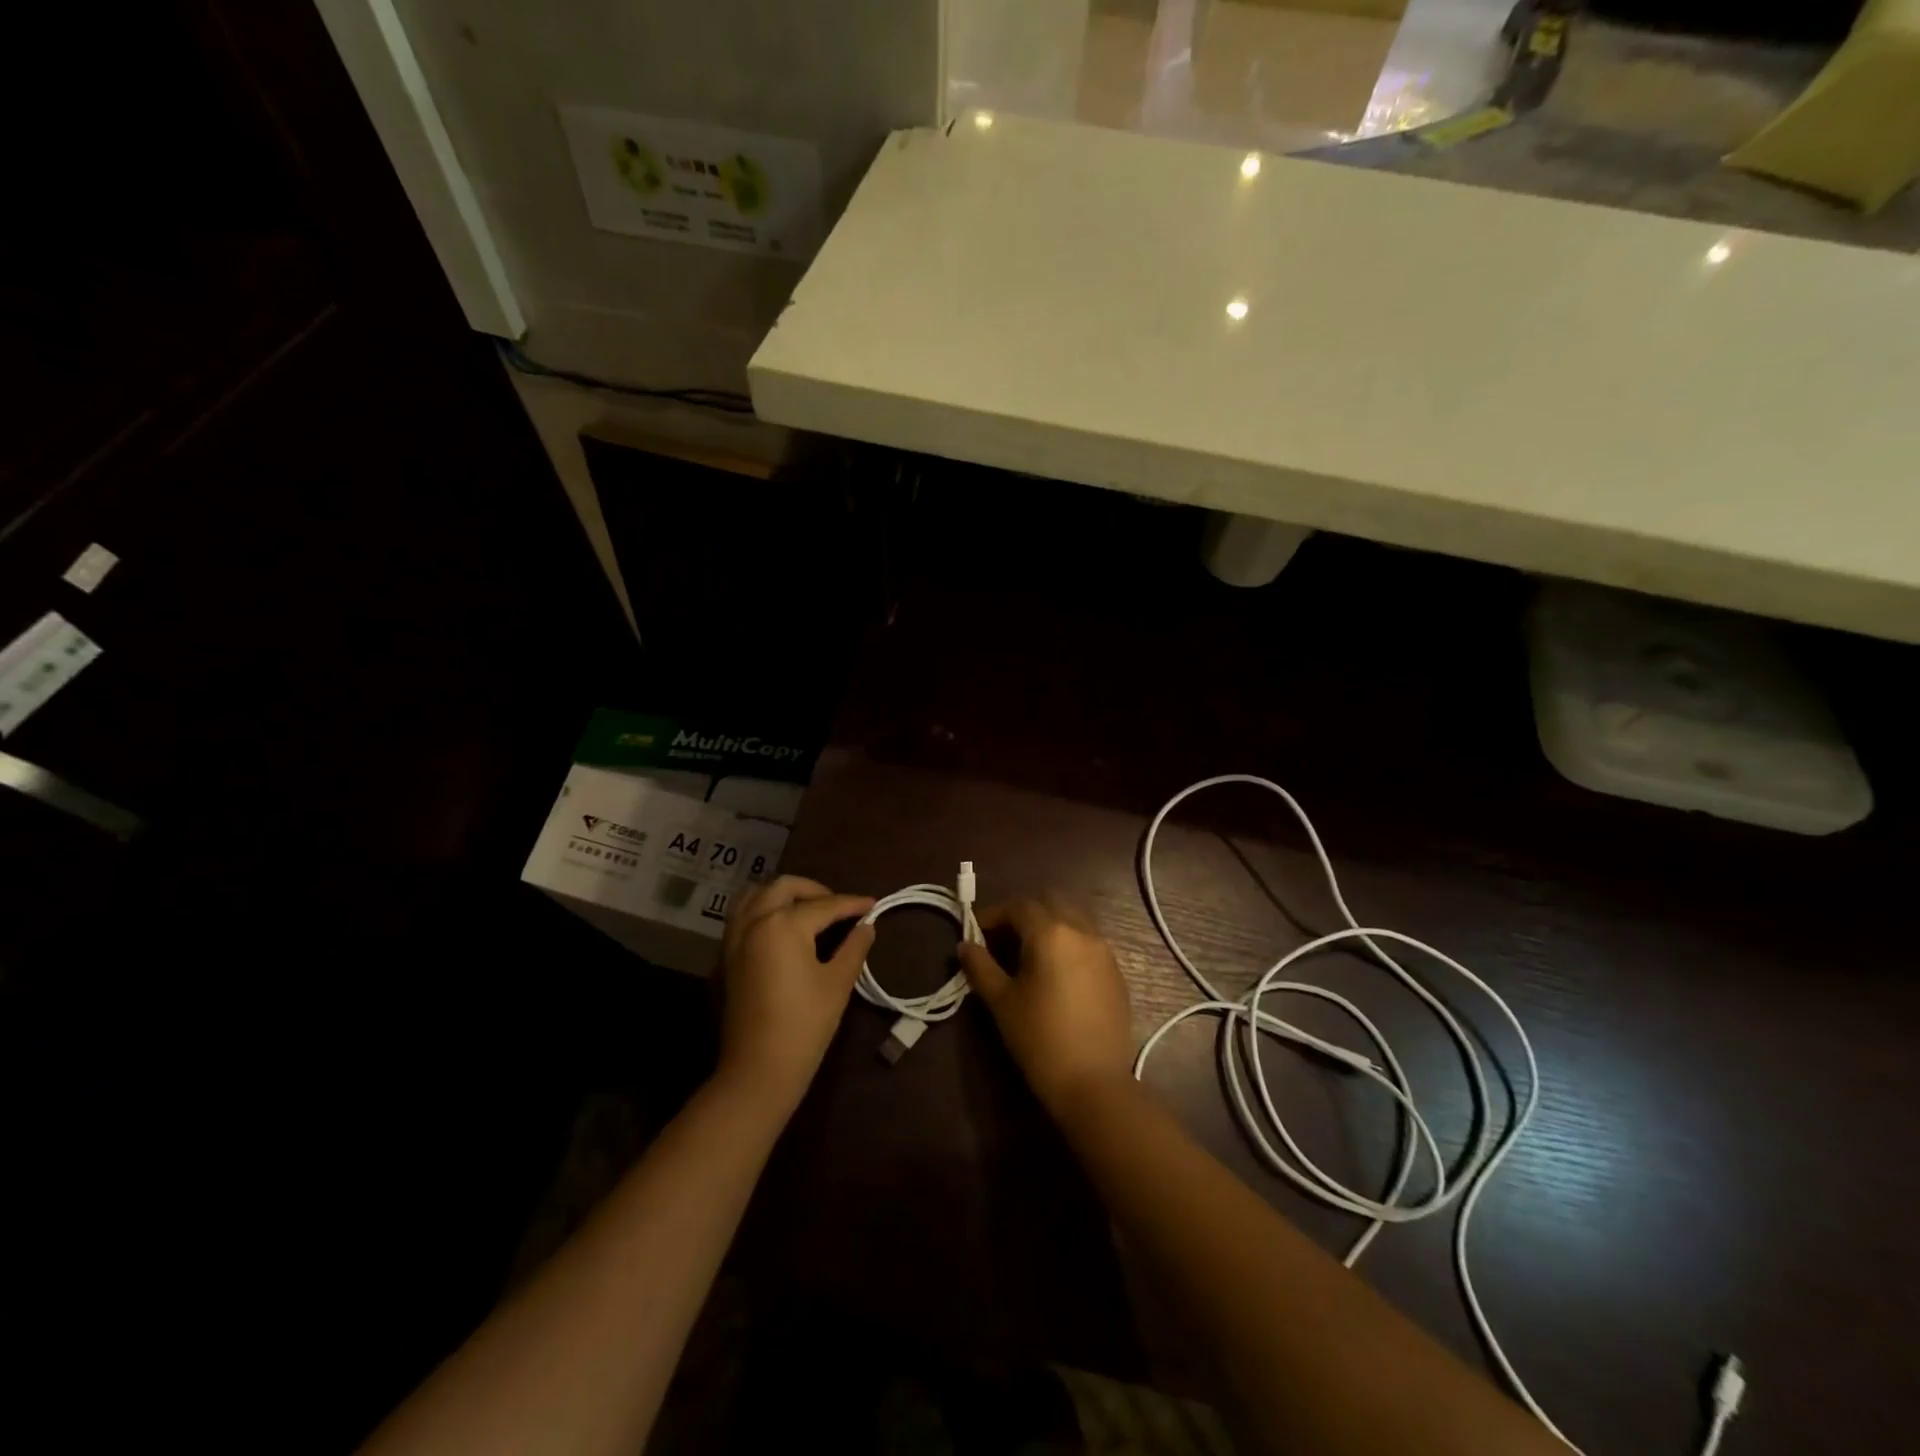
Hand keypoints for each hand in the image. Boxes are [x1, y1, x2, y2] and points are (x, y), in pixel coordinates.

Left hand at [718, 875, 875, 1114]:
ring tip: (807, 910)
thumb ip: (854, 947)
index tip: (874, 904)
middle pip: (785, 887)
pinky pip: (742, 915)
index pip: (825, 905)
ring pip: (756, 895)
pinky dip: (763, 909)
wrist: (759, 1069)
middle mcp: (755, 921)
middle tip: (839, 907)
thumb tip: (867, 925)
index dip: (853, 904)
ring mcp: (735, 938)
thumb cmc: (805, 1024)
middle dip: (815, 890)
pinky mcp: (727, 956)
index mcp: (784, 924)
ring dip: (783, 894)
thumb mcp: (838, 983)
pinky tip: (782, 928)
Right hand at [957, 894, 1133, 1112]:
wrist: (1094, 1083)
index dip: (994, 915)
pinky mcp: (1117, 972)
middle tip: (1002, 939)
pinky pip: (1089, 942)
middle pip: (1050, 903)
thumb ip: (980, 966)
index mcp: (1051, 933)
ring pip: (1074, 919)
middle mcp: (1082, 931)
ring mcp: (1104, 951)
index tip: (976, 933)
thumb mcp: (1001, 1001)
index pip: (1018, 907)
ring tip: (1029, 955)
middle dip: (1024, 914)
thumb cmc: (1040, 1039)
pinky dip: (1069, 943)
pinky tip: (1056, 973)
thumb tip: (965, 945)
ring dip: (1049, 925)